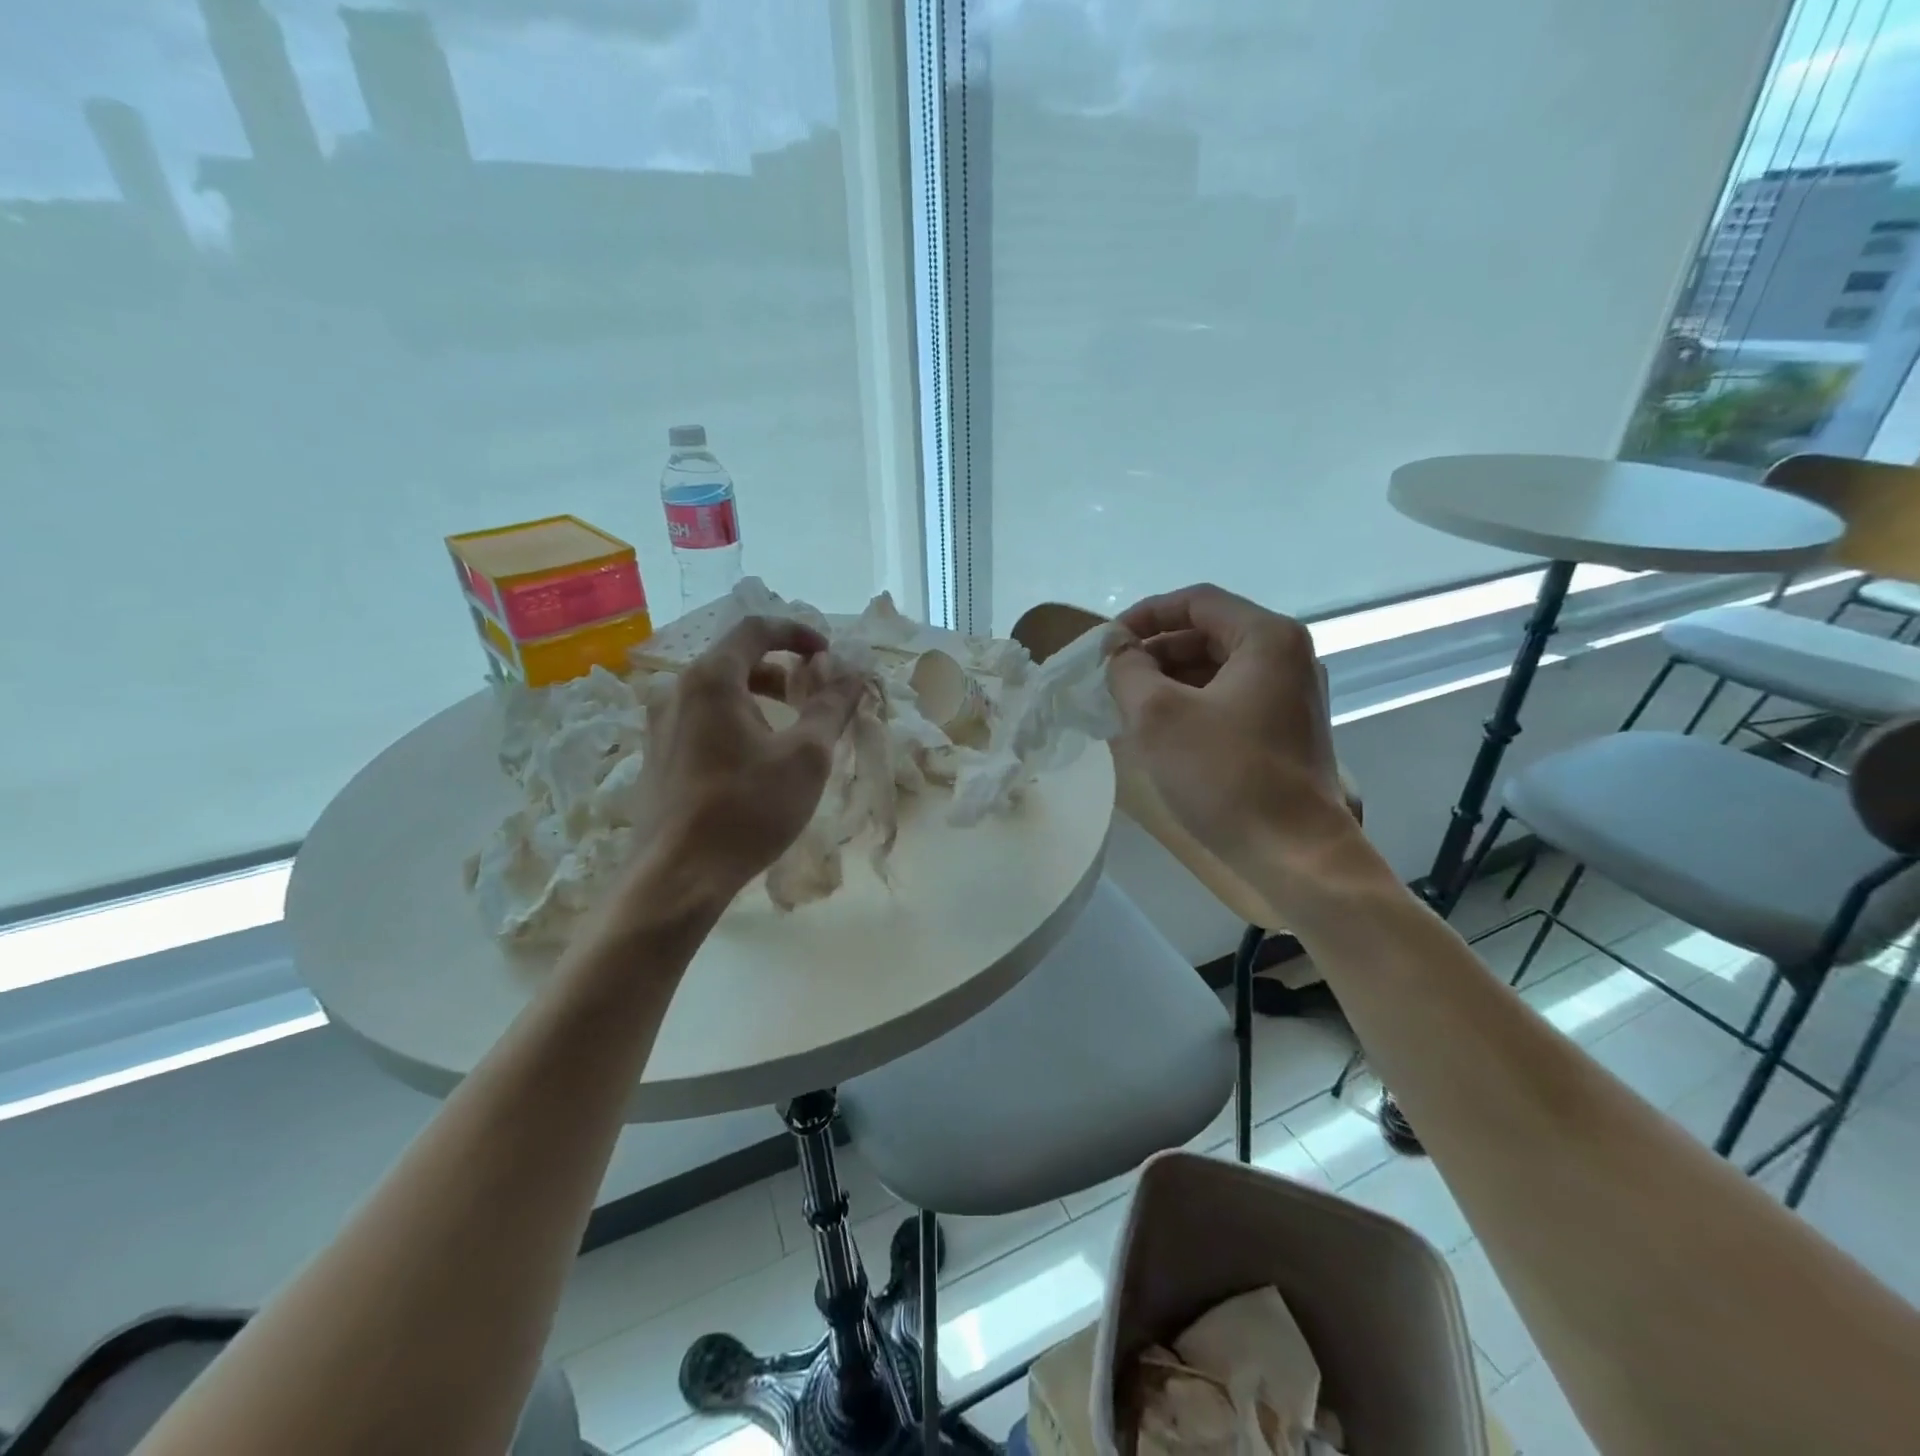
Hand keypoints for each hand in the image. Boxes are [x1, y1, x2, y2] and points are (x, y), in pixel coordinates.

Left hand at [609, 616, 863, 920]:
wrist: (678, 876)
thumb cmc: (748, 808)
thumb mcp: (805, 756)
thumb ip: (830, 706)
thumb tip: (853, 673)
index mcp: (711, 679)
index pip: (755, 630)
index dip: (797, 633)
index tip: (828, 655)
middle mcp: (677, 692)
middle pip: (736, 660)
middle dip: (783, 670)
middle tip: (815, 695)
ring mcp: (660, 726)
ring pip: (719, 694)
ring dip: (760, 698)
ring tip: (792, 731)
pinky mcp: (658, 757)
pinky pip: (703, 721)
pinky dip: (737, 722)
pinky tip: (757, 762)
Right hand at [1108, 584, 1351, 878]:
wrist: (1295, 854)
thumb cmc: (1225, 775)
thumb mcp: (1158, 715)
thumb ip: (1127, 670)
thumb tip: (1119, 651)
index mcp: (1267, 638)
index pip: (1196, 602)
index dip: (1145, 614)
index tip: (1107, 642)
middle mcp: (1288, 657)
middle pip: (1208, 634)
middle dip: (1154, 651)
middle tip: (1113, 678)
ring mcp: (1291, 696)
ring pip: (1217, 670)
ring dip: (1170, 680)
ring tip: (1128, 707)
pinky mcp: (1286, 731)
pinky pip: (1229, 700)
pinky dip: (1191, 705)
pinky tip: (1160, 732)